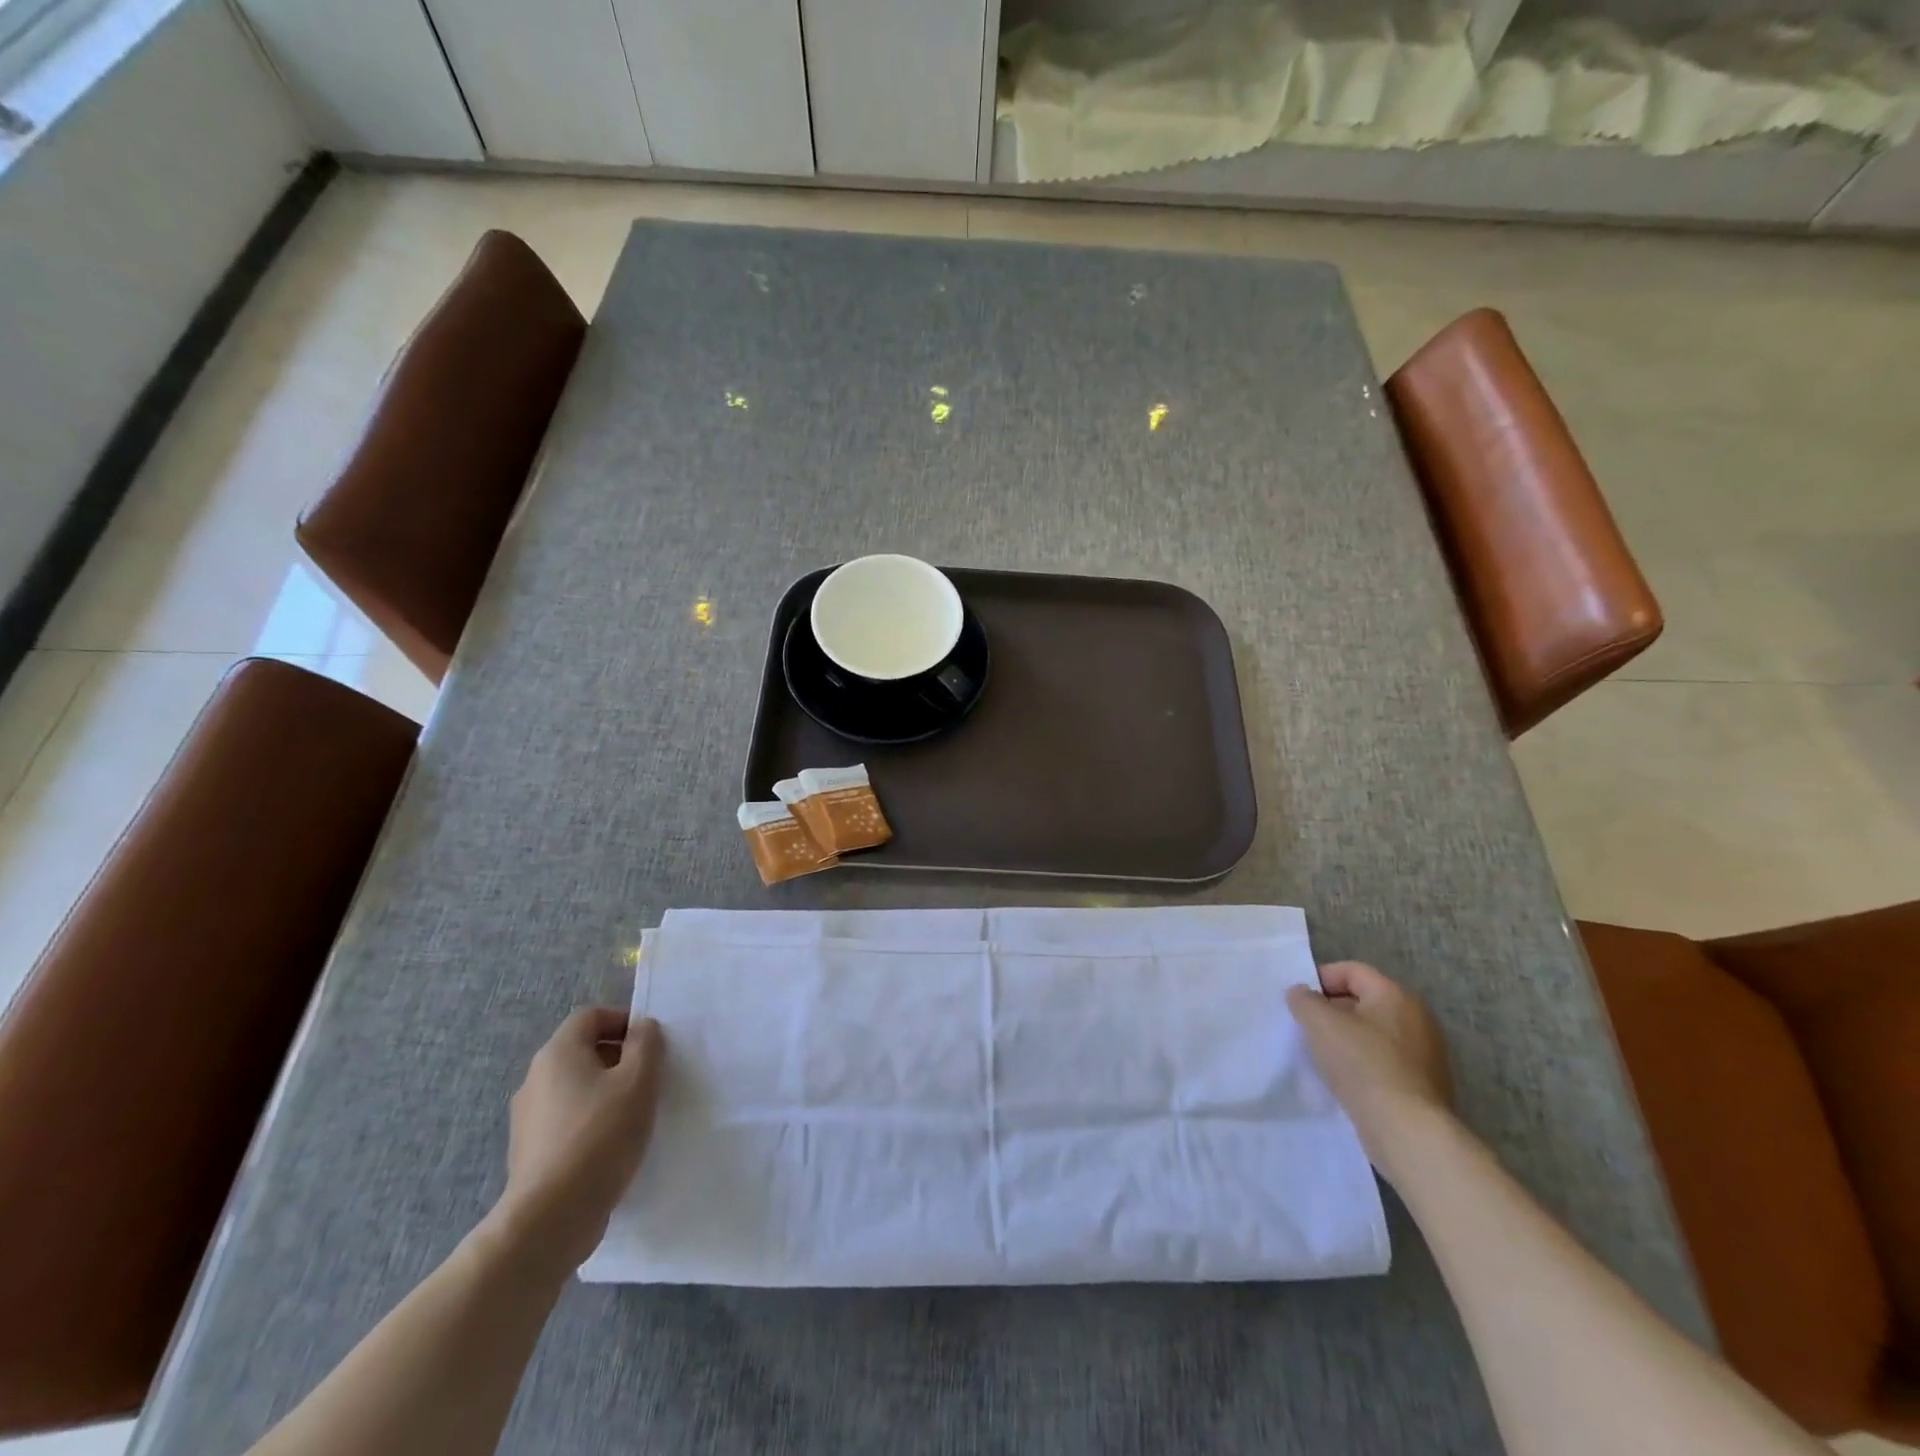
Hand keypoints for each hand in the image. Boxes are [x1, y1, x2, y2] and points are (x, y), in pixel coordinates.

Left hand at [495, 1008, 666, 1269]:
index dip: (623, 1021)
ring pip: (574, 1086)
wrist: (550, 1218)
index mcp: (558, 1053)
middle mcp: (535, 1078)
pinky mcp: (528, 1151)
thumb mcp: (639, 1080)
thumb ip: (646, 1044)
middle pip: (582, 1050)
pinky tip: (611, 1145)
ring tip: (633, 1114)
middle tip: (648, 1078)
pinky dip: (589, 1121)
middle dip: (618, 1057)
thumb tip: (642, 1028)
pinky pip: (565, 1119)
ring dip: (605, 1091)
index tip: (650, 1045)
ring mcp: (527, 1117)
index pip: (591, 1016)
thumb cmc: (601, 1136)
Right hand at [1287, 961, 1452, 1185]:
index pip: (1352, 970)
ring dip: (1345, 1039)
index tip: (1299, 1001)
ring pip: (1373, 1033)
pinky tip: (1344, 1080)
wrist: (1408, 1131)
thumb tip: (1302, 994)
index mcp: (1396, 996)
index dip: (1320, 979)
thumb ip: (1304, 1000)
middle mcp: (1417, 1018)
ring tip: (1321, 1056)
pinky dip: (1362, 1064)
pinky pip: (1384, 1061)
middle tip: (1306, 1028)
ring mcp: (1426, 1054)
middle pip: (1363, 1001)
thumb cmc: (1363, 1065)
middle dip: (1331, 1011)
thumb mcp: (1320, 1023)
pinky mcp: (1424, 1085)